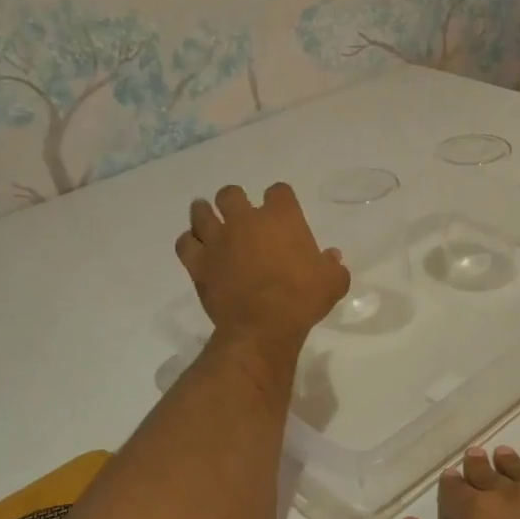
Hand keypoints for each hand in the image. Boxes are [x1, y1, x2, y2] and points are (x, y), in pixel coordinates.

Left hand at [176, 183, 349, 354]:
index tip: (283, 211)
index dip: (281, 199)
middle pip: (231, 194)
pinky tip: (197, 248)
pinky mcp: (198, 262)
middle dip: (235, 200)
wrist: (263, 327)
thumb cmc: (302, 300)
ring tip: (210, 220)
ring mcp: (218, 240)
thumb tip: (331, 256)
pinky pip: (185, 243)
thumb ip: (333, 265)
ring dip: (205, 213)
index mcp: (281, 218)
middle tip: (241, 214)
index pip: (279, 191)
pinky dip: (190, 243)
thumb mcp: (333, 283)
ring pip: (201, 212)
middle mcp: (245, 220)